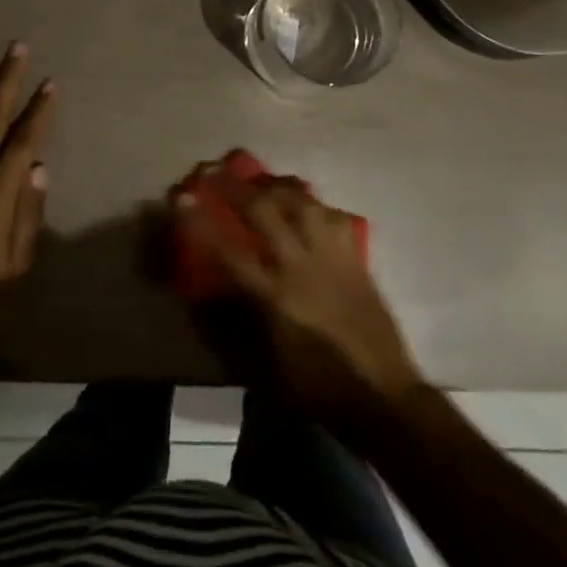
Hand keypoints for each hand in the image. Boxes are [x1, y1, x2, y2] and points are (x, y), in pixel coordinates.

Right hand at [176, 177, 424, 428]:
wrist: (384, 397)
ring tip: (260, 180)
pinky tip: (307, 206)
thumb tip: (213, 294)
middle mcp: (301, 267)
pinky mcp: (356, 259)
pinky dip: (315, 205)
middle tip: (214, 169)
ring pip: (302, 202)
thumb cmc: (318, 389)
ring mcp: (332, 257)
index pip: (228, 250)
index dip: (201, 222)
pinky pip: (333, 217)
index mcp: (275, 297)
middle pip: (264, 210)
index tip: (182, 197)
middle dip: (235, 186)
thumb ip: (237, 325)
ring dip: (275, 185)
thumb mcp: (266, 367)